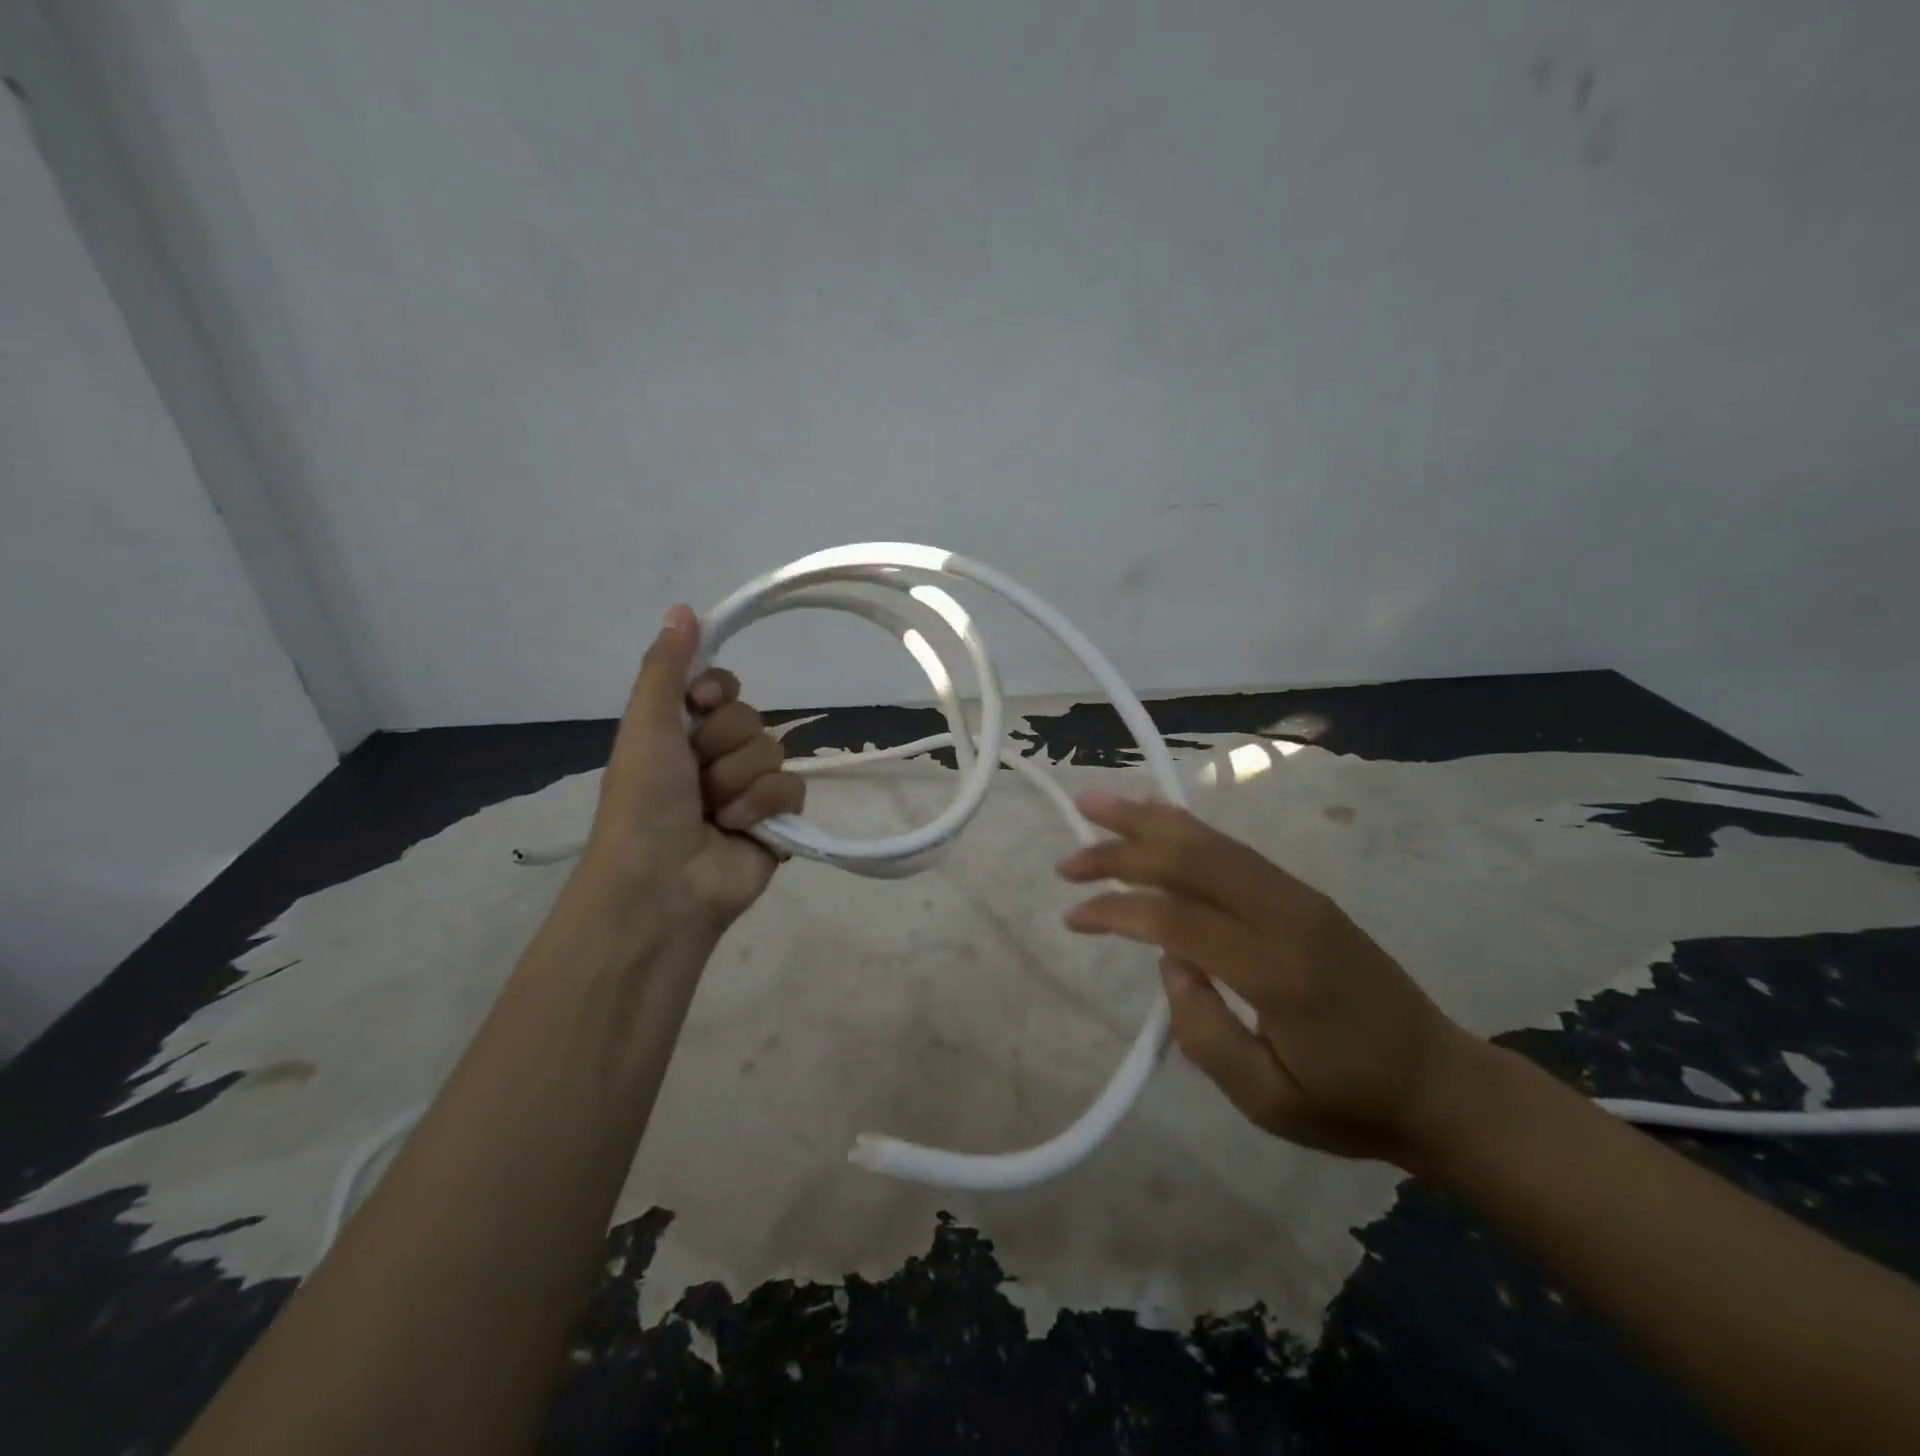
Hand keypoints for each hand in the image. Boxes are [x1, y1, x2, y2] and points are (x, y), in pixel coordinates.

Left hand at [576, 605, 804, 935]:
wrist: (663, 884)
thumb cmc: (644, 802)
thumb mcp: (646, 725)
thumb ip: (667, 667)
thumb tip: (683, 607)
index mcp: (679, 734)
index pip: (720, 686)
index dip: (715, 691)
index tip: (699, 703)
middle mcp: (713, 757)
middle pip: (748, 717)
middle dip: (722, 746)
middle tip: (694, 777)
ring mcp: (747, 790)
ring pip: (771, 751)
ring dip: (738, 781)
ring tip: (713, 812)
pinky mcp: (776, 820)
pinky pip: (792, 788)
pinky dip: (764, 806)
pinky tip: (740, 828)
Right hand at [1055, 792, 1485, 1167]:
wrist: (1442, 1083)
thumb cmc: (1350, 1103)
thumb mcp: (1268, 1101)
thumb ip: (1205, 1031)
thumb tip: (1168, 961)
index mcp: (1277, 970)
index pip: (1177, 918)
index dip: (1116, 910)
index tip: (1072, 916)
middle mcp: (1287, 914)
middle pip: (1191, 859)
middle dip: (1122, 849)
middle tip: (1068, 858)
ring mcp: (1298, 896)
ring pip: (1212, 841)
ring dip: (1148, 821)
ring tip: (1096, 802)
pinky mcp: (1303, 893)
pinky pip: (1233, 849)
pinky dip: (1185, 828)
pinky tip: (1157, 817)